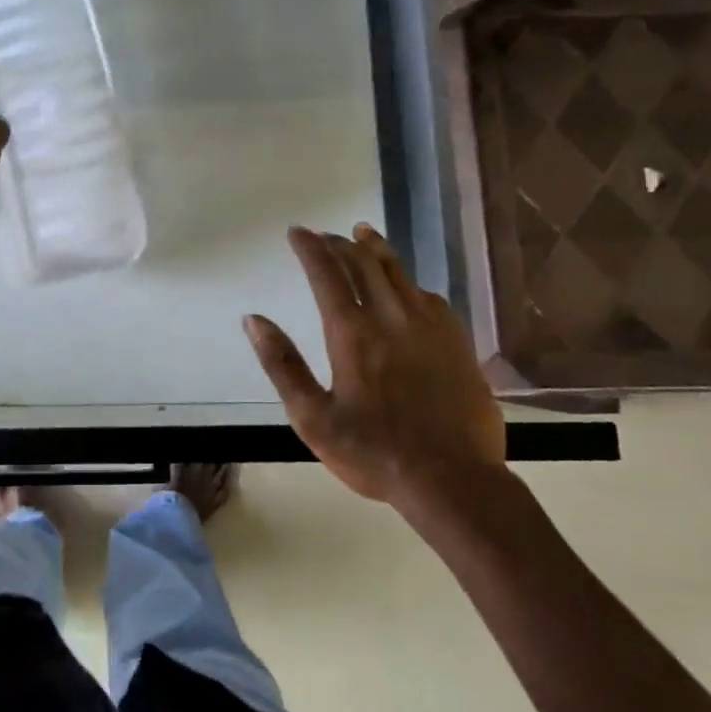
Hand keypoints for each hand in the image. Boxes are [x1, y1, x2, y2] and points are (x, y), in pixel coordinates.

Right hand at [243, 224, 508, 510]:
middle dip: (341, 243)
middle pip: (364, 264)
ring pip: (399, 273)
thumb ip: (282, 365)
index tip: (297, 232)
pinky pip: (428, 296)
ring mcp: (429, 326)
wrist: (453, 479)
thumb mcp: (313, 418)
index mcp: (352, 333)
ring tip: (364, 234)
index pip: (327, 274)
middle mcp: (391, 318)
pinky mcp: (456, 341)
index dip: (310, 248)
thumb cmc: (374, 453)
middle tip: (326, 235)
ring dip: (376, 249)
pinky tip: (407, 286)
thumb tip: (253, 320)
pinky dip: (408, 281)